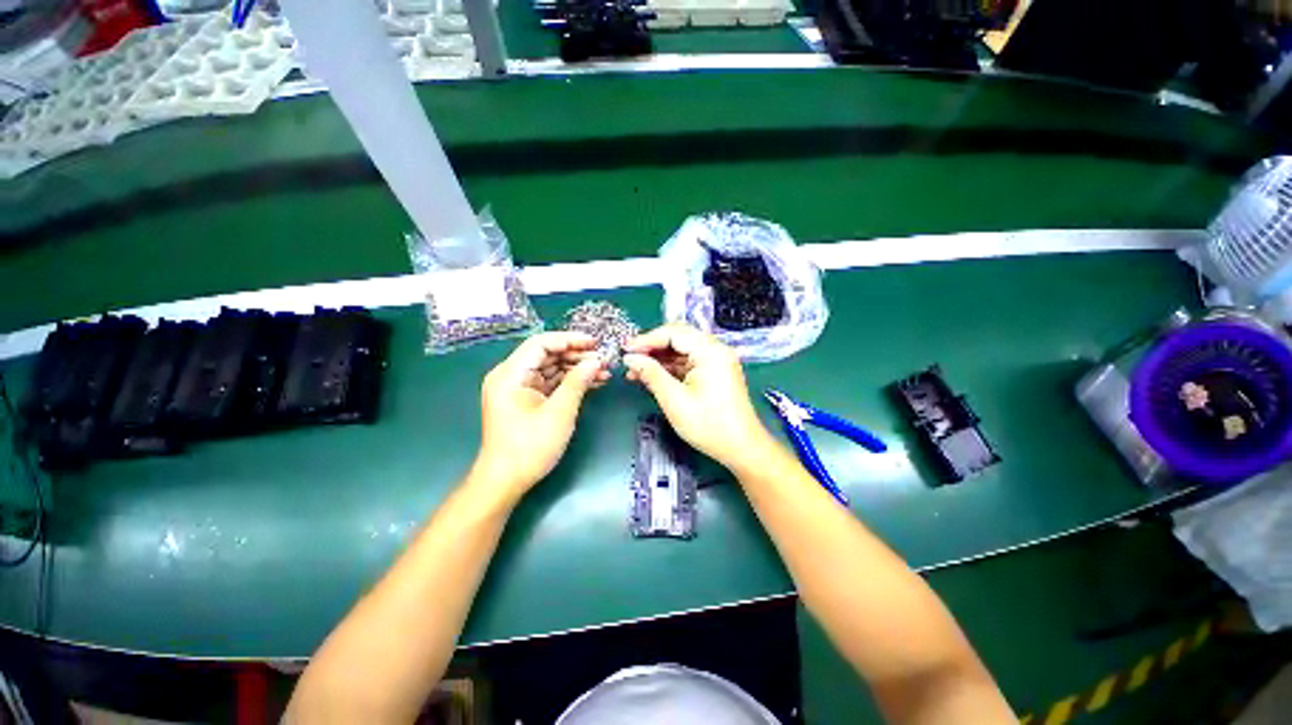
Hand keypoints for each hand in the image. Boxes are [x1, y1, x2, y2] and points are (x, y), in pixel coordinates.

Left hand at [473, 332, 609, 496]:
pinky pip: (550, 383)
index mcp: (510, 374)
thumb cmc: (530, 447)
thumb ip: (578, 382)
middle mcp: (511, 376)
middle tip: (604, 360)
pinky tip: (592, 382)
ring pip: (551, 368)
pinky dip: (569, 382)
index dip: (570, 340)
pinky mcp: (526, 400)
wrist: (505, 481)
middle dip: (577, 356)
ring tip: (604, 372)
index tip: (595, 343)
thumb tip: (596, 361)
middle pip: (547, 354)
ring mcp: (518, 388)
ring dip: (576, 369)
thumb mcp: (559, 412)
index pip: (541, 343)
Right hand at [623, 324, 769, 467]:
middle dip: (651, 348)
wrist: (741, 449)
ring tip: (634, 372)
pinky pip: (687, 363)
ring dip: (658, 360)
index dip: (646, 340)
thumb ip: (650, 374)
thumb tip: (630, 359)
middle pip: (677, 338)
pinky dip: (669, 369)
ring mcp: (716, 361)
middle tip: (628, 360)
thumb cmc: (709, 426)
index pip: (673, 332)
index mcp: (710, 351)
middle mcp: (715, 350)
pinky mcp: (714, 373)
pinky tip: (651, 377)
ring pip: (680, 351)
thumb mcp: (674, 400)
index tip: (625, 351)